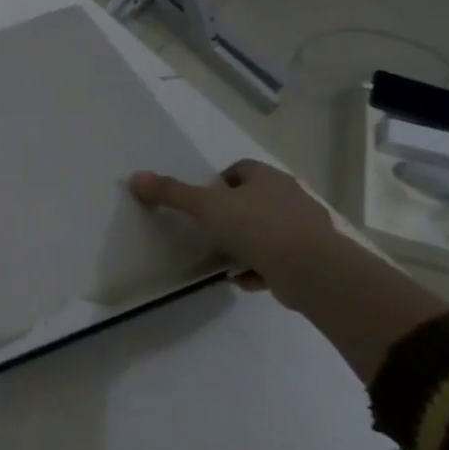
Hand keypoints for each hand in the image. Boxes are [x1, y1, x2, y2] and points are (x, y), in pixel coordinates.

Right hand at [130, 159, 340, 309]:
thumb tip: (135, 176)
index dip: (221, 182)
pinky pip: (280, 258)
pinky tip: (244, 280)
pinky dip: (261, 268)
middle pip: (256, 199)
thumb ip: (171, 193)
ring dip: (247, 243)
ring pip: (269, 230)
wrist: (312, 270)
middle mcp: (291, 197)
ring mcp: (305, 228)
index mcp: (268, 178)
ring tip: (225, 259)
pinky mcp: (313, 258)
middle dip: (234, 214)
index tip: (204, 201)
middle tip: (211, 230)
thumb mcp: (205, 207)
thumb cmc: (256, 228)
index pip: (242, 169)